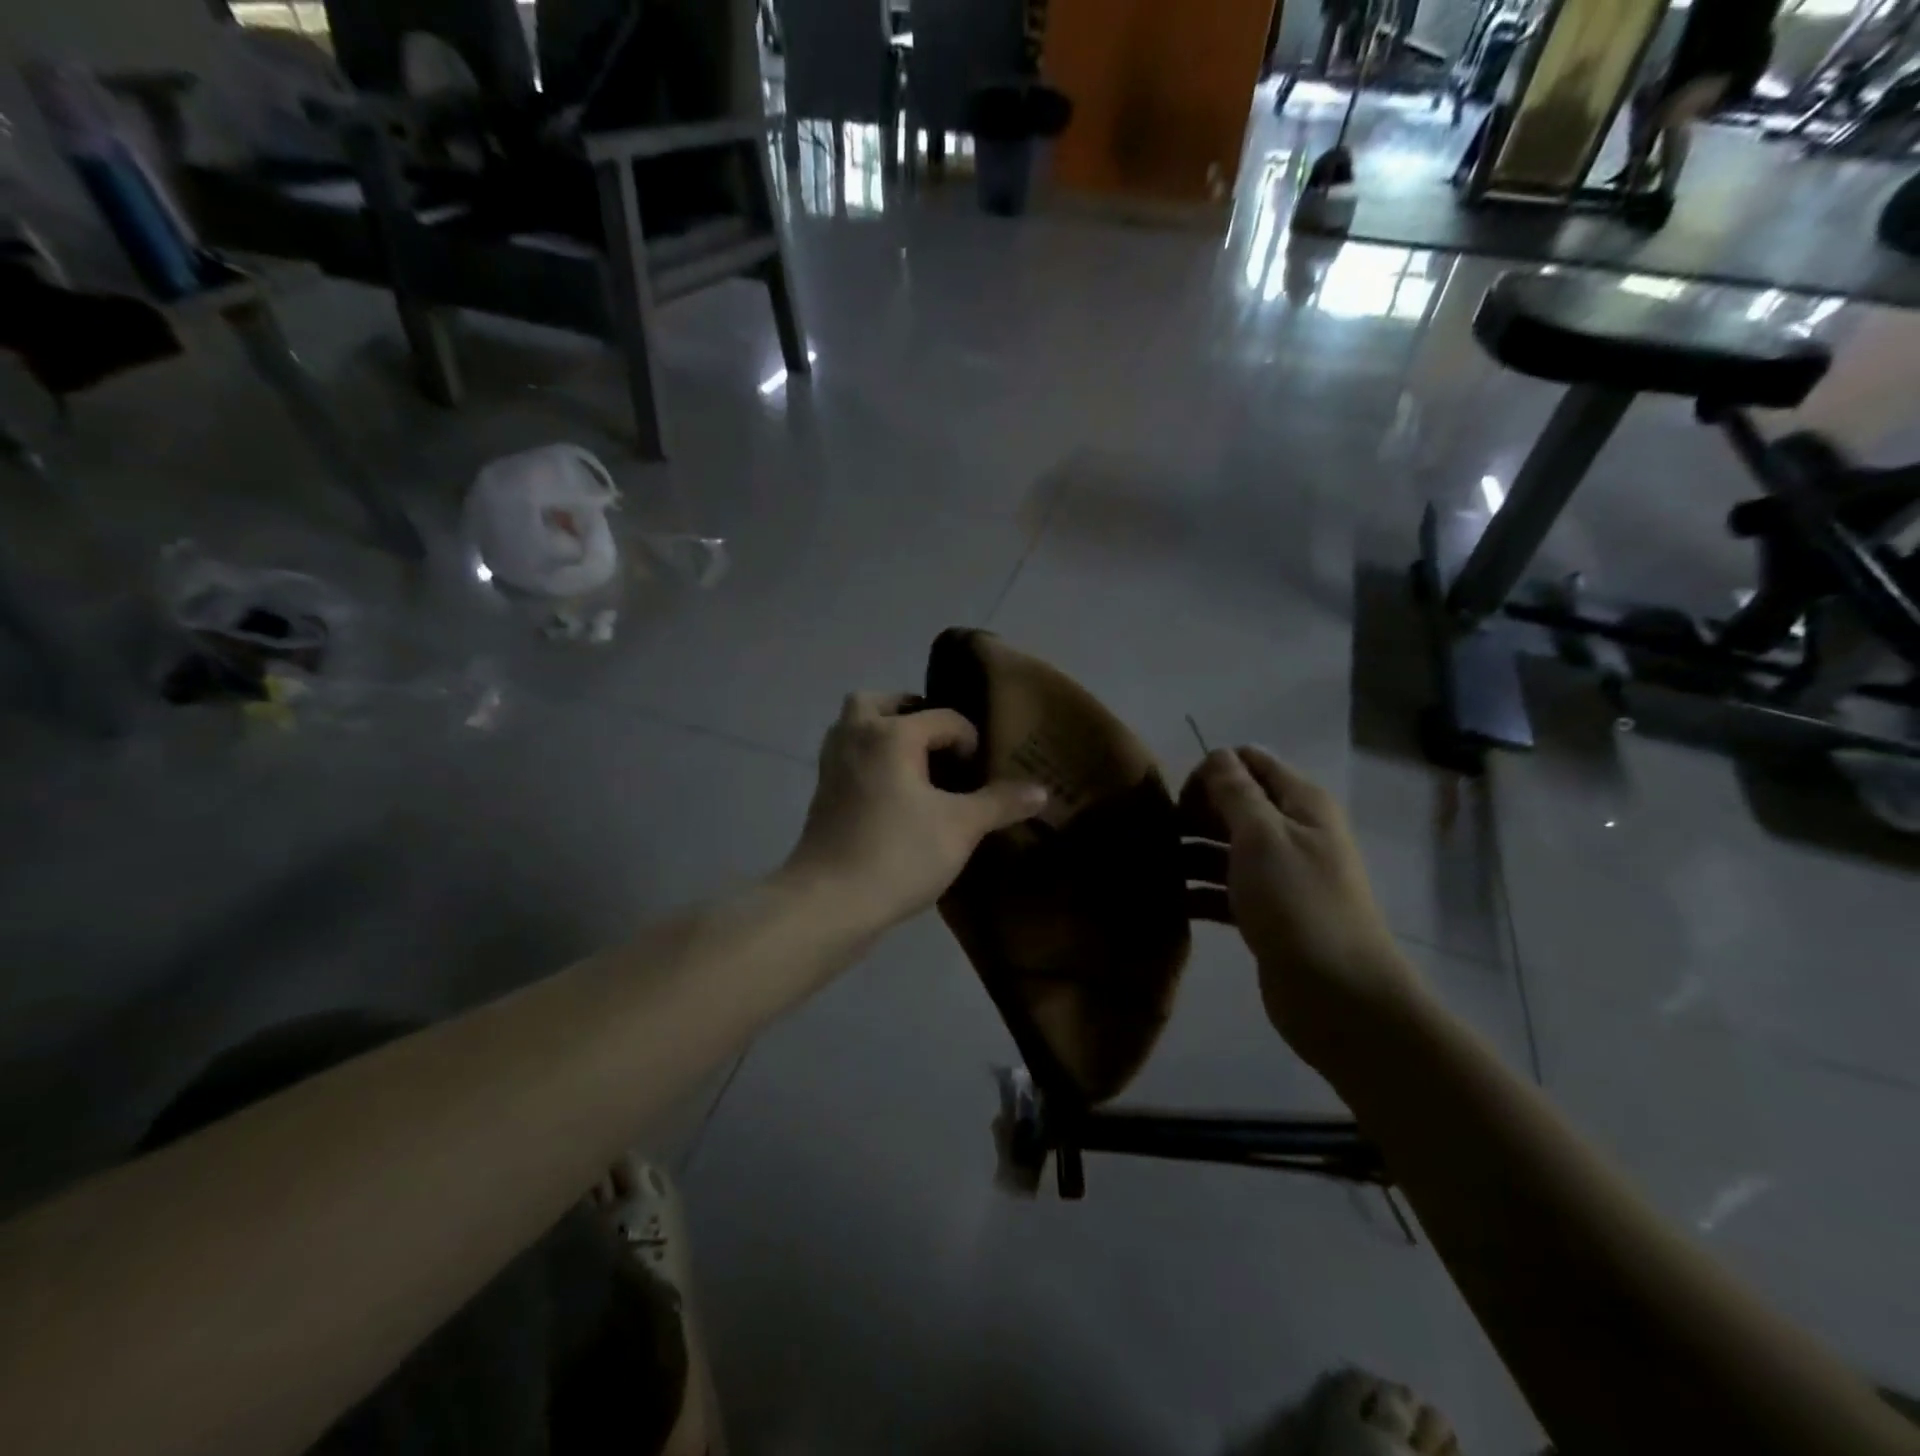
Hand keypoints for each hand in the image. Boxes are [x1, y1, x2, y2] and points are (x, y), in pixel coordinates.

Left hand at [785, 692, 1047, 931]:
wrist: (830, 901)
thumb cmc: (899, 854)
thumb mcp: (961, 827)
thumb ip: (1001, 803)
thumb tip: (1042, 791)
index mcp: (891, 734)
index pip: (943, 718)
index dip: (970, 741)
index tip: (981, 774)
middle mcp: (856, 736)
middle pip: (879, 702)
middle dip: (911, 713)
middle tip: (938, 742)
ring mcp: (832, 764)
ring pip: (855, 727)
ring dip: (883, 733)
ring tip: (915, 764)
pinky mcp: (821, 793)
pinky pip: (848, 756)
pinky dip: (869, 759)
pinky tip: (893, 793)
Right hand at [1180, 747, 1423, 1062]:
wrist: (1337, 995)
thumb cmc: (1298, 903)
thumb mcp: (1262, 836)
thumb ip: (1236, 791)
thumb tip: (1217, 755)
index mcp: (1300, 804)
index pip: (1249, 762)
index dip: (1212, 773)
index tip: (1182, 802)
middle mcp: (1292, 831)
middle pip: (1233, 805)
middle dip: (1194, 814)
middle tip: (1158, 837)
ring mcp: (1280, 874)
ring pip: (1224, 848)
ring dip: (1189, 853)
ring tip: (1150, 869)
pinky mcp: (1266, 912)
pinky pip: (1224, 888)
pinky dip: (1197, 891)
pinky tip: (1167, 901)